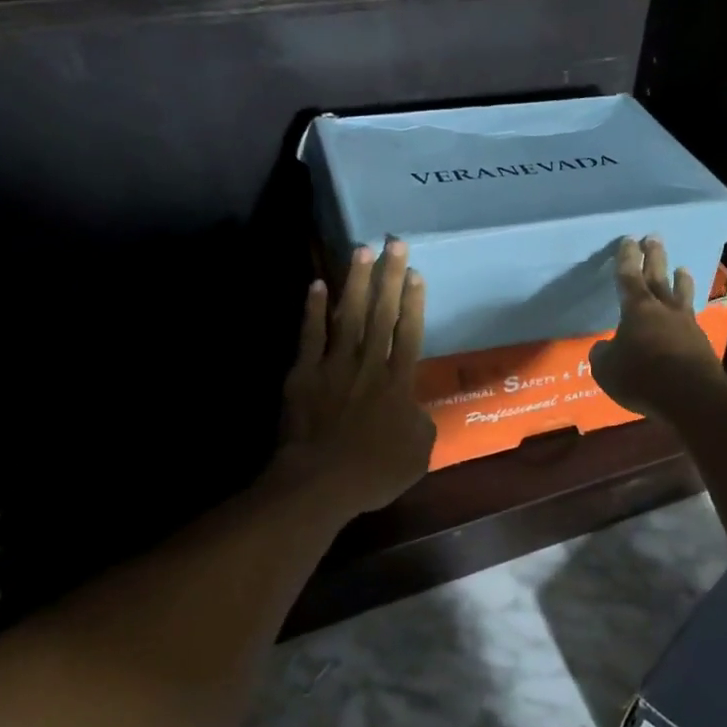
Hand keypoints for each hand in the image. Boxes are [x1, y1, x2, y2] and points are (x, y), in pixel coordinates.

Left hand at [270, 241, 436, 516]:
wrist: (320, 483)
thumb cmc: (374, 473)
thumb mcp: (418, 454)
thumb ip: (422, 425)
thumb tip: (416, 409)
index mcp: (398, 383)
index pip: (409, 333)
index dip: (413, 301)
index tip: (414, 272)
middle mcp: (369, 365)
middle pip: (381, 314)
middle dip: (388, 277)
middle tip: (394, 243)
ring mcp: (334, 366)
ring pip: (347, 316)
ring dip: (355, 282)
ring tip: (361, 251)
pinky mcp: (304, 373)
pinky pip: (310, 335)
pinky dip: (313, 310)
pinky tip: (317, 285)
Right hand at [590, 237, 726, 417]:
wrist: (691, 396)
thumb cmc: (641, 376)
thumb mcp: (607, 368)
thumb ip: (603, 353)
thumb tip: (604, 347)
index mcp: (637, 309)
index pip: (629, 276)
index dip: (627, 258)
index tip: (629, 239)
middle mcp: (663, 309)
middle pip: (658, 277)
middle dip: (654, 257)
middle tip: (654, 238)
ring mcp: (686, 325)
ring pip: (682, 295)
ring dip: (680, 280)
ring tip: (682, 268)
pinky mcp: (702, 343)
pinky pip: (691, 319)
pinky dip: (687, 311)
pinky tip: (688, 314)